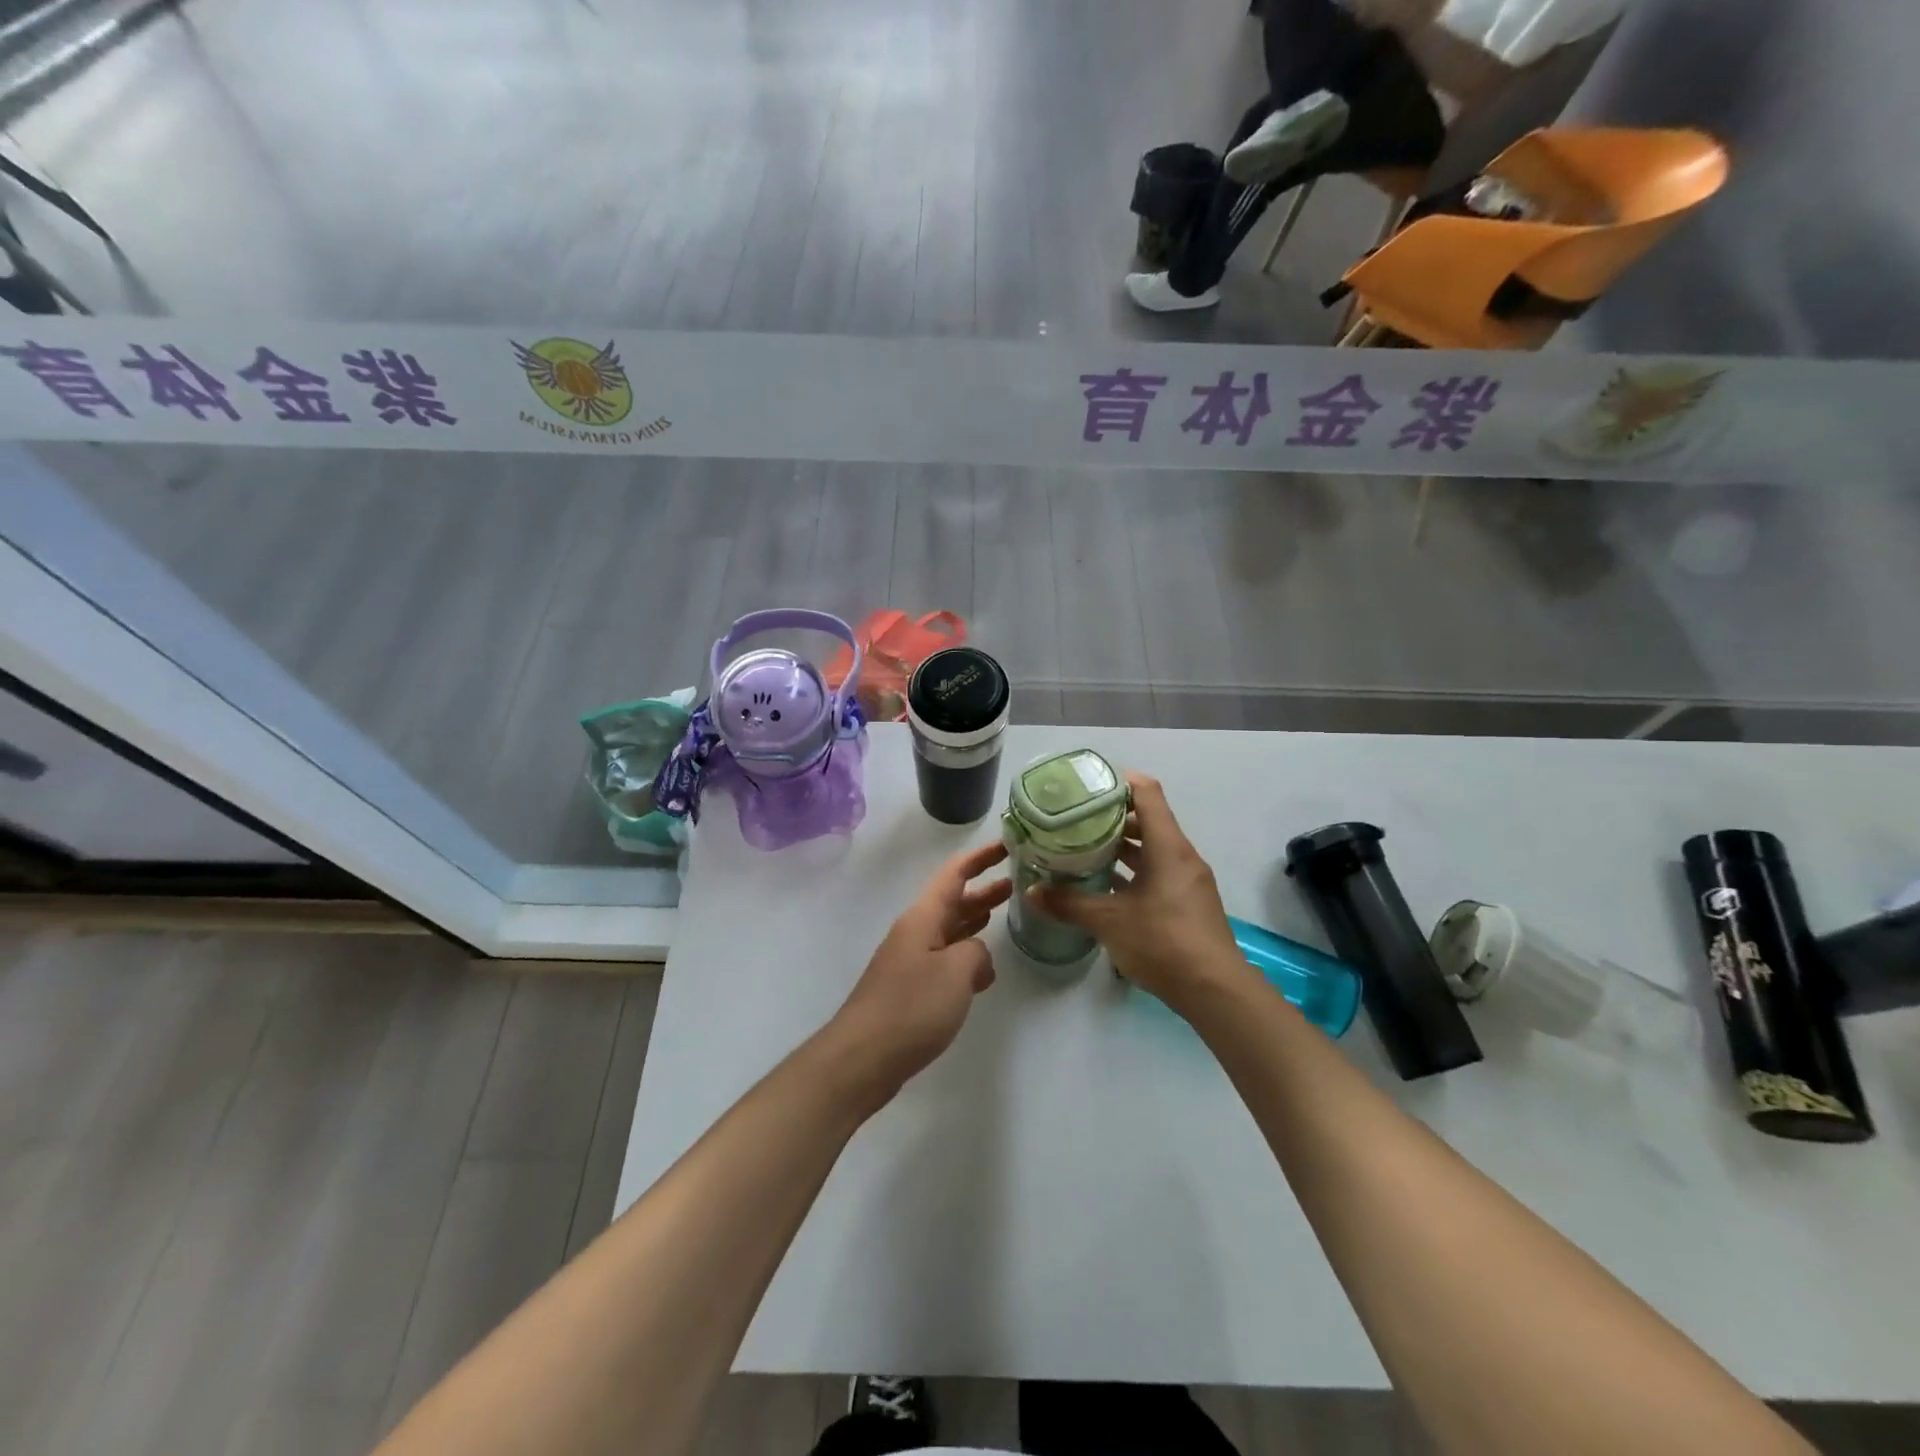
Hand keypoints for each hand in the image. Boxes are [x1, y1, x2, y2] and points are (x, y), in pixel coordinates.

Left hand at [827, 840, 1012, 1103]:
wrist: (862, 1058)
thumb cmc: (911, 1007)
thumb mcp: (956, 972)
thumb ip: (977, 953)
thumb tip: (977, 958)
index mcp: (923, 918)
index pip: (954, 874)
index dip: (979, 857)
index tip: (1006, 845)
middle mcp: (915, 932)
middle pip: (953, 900)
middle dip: (982, 888)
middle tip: (1016, 879)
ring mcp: (910, 961)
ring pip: (949, 929)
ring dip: (975, 918)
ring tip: (1004, 911)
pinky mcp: (910, 989)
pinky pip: (944, 959)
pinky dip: (965, 954)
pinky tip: (983, 968)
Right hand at [1033, 773, 1246, 1013]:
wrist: (1214, 991)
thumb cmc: (1163, 942)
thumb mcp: (1109, 921)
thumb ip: (1069, 903)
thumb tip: (1032, 891)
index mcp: (1168, 847)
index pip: (1147, 793)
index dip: (1119, 781)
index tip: (1088, 784)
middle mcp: (1181, 855)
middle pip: (1148, 819)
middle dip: (1112, 816)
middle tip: (1075, 818)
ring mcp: (1187, 880)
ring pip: (1152, 848)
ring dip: (1121, 846)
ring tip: (1083, 847)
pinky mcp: (1187, 902)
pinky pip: (1158, 872)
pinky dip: (1132, 870)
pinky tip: (1105, 884)